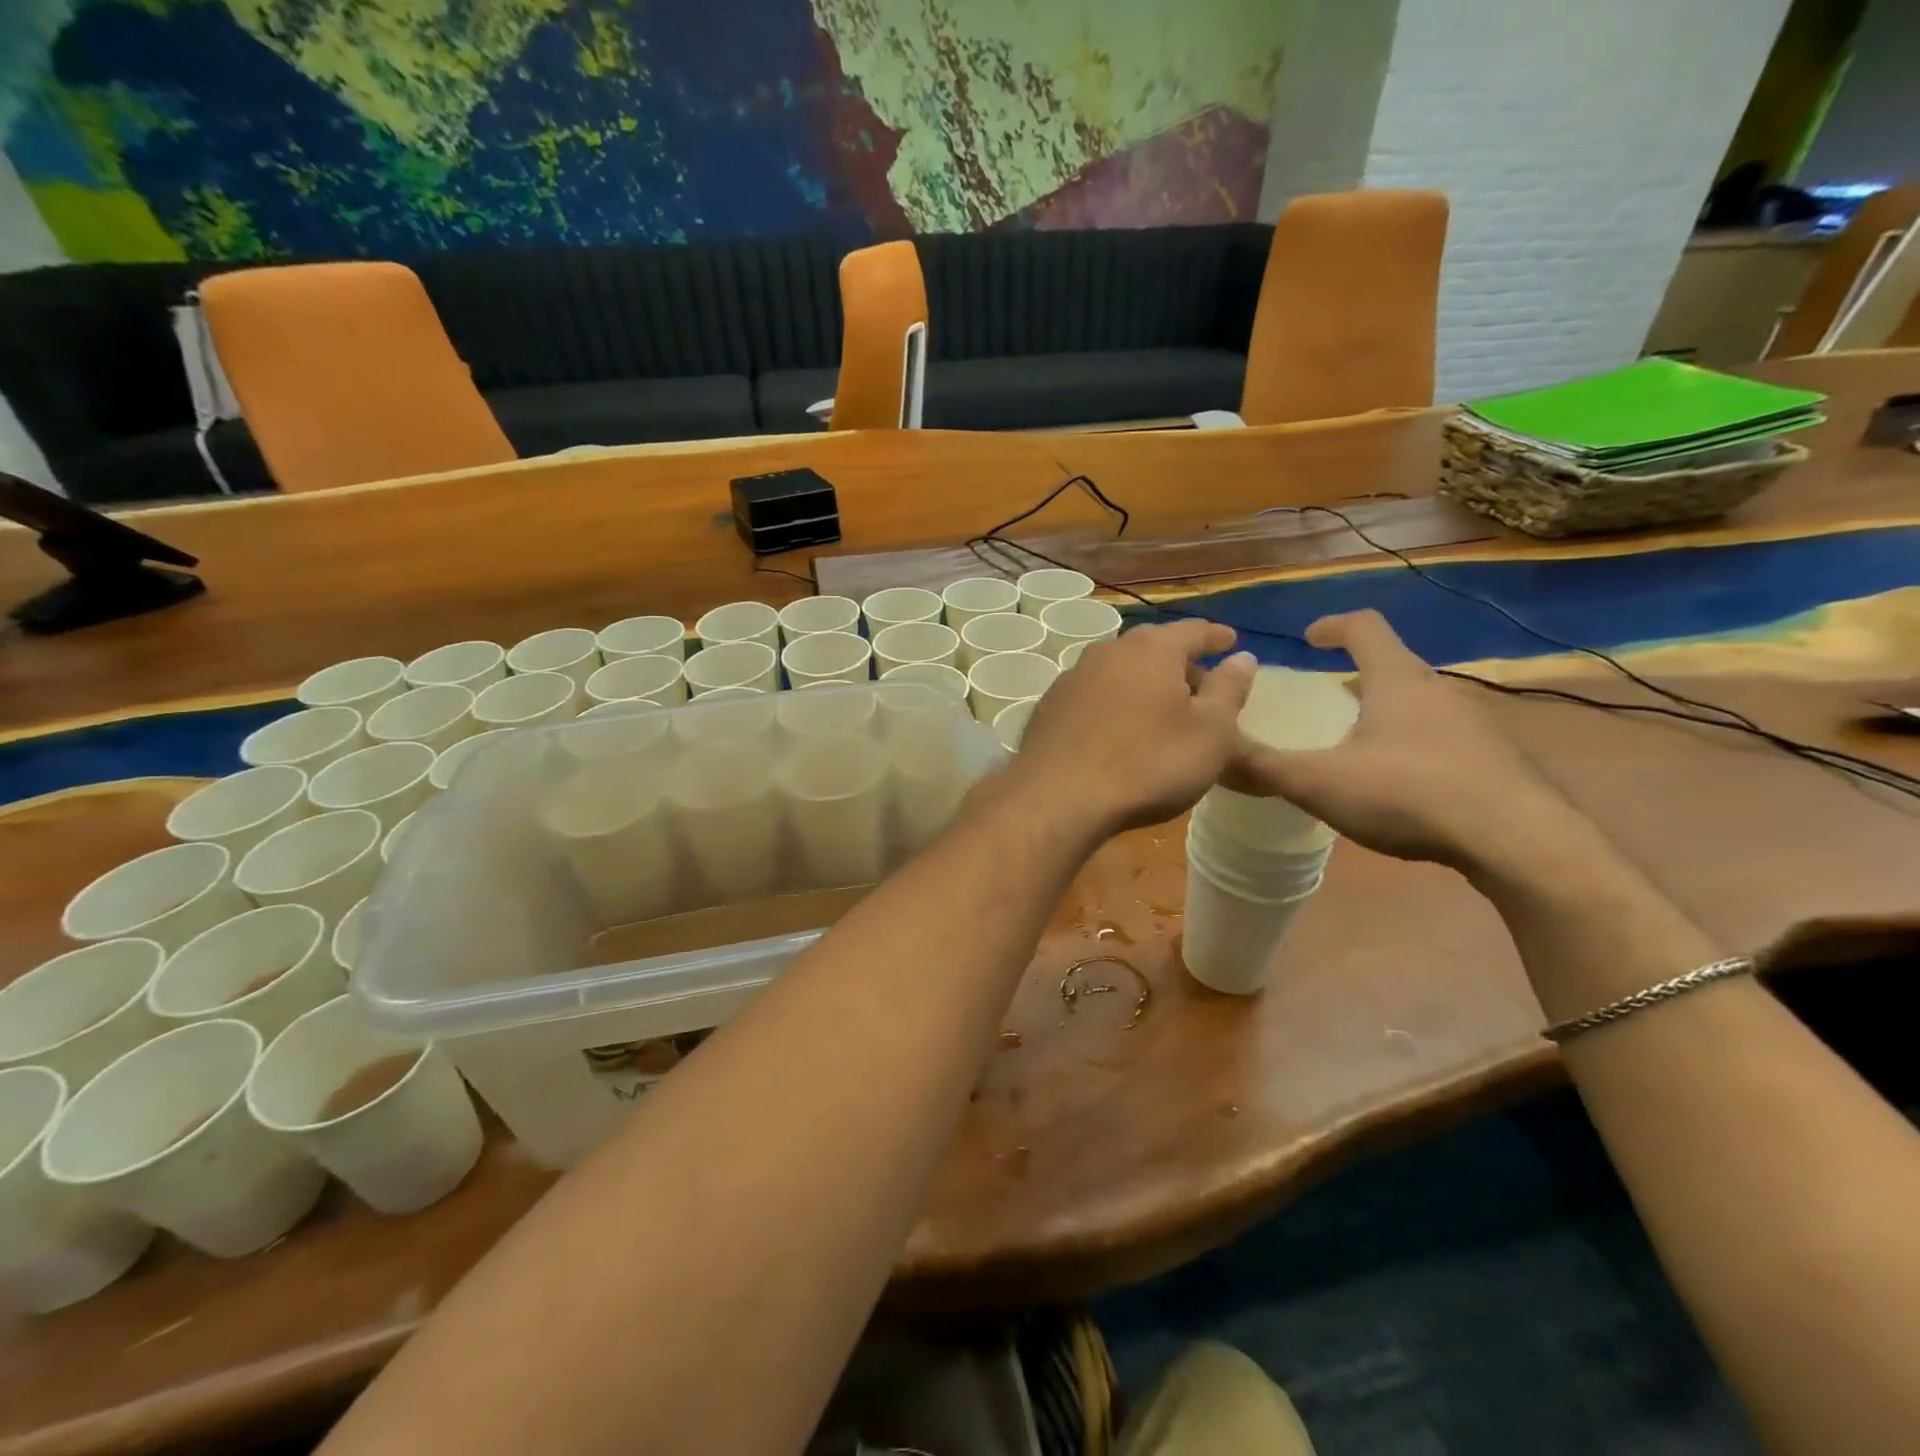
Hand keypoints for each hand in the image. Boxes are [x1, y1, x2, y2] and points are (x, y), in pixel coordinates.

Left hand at [1007, 619, 1257, 836]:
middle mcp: (1108, 651)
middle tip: (1200, 684)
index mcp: (1151, 649)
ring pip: (1119, 671)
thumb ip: (1229, 690)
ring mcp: (1072, 678)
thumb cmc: (1148, 763)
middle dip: (1179, 662)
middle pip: (1152, 648)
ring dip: (1143, 683)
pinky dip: (1114, 703)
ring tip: (1161, 708)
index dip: (1216, 636)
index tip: (1231, 641)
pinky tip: (1119, 728)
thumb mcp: (1209, 733)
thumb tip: (1243, 657)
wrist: (1058, 798)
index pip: (1193, 631)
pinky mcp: (1049, 707)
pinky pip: (1094, 696)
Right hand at [1223, 611, 1573, 870]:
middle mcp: (1438, 690)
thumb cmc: (1410, 793)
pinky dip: (1409, 741)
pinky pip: (1439, 734)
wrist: (1518, 841)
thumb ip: (1262, 769)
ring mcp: (1471, 724)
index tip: (1307, 639)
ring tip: (1355, 740)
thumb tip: (1210, 756)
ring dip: (1384, 708)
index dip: (1332, 625)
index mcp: (1396, 680)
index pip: (1365, 627)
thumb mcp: (1320, 783)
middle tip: (1324, 696)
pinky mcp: (1492, 759)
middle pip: (1393, 663)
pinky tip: (1397, 782)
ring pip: (1418, 701)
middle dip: (1356, 672)